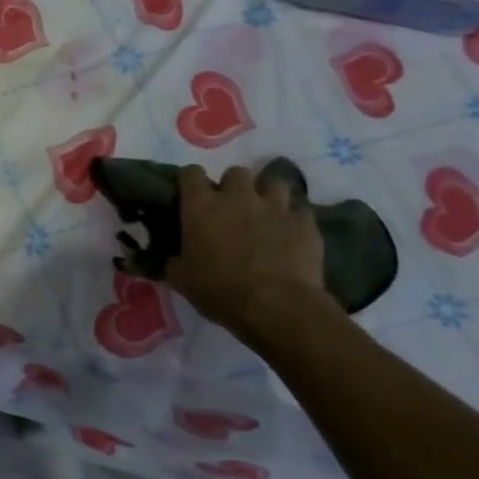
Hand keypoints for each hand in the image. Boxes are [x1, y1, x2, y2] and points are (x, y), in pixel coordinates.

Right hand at [164, 163, 331, 342]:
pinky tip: (290, 231)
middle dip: (233, 186)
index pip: (191, 173)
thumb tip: (173, 257)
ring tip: (265, 213)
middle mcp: (237, 196)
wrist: (276, 306)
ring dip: (267, 194)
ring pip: (273, 182)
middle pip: (235, 172)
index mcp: (201, 206)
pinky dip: (294, 217)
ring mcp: (274, 206)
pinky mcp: (304, 222)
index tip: (191, 196)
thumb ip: (174, 260)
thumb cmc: (220, 290)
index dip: (191, 182)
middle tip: (232, 208)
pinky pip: (300, 208)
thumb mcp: (181, 279)